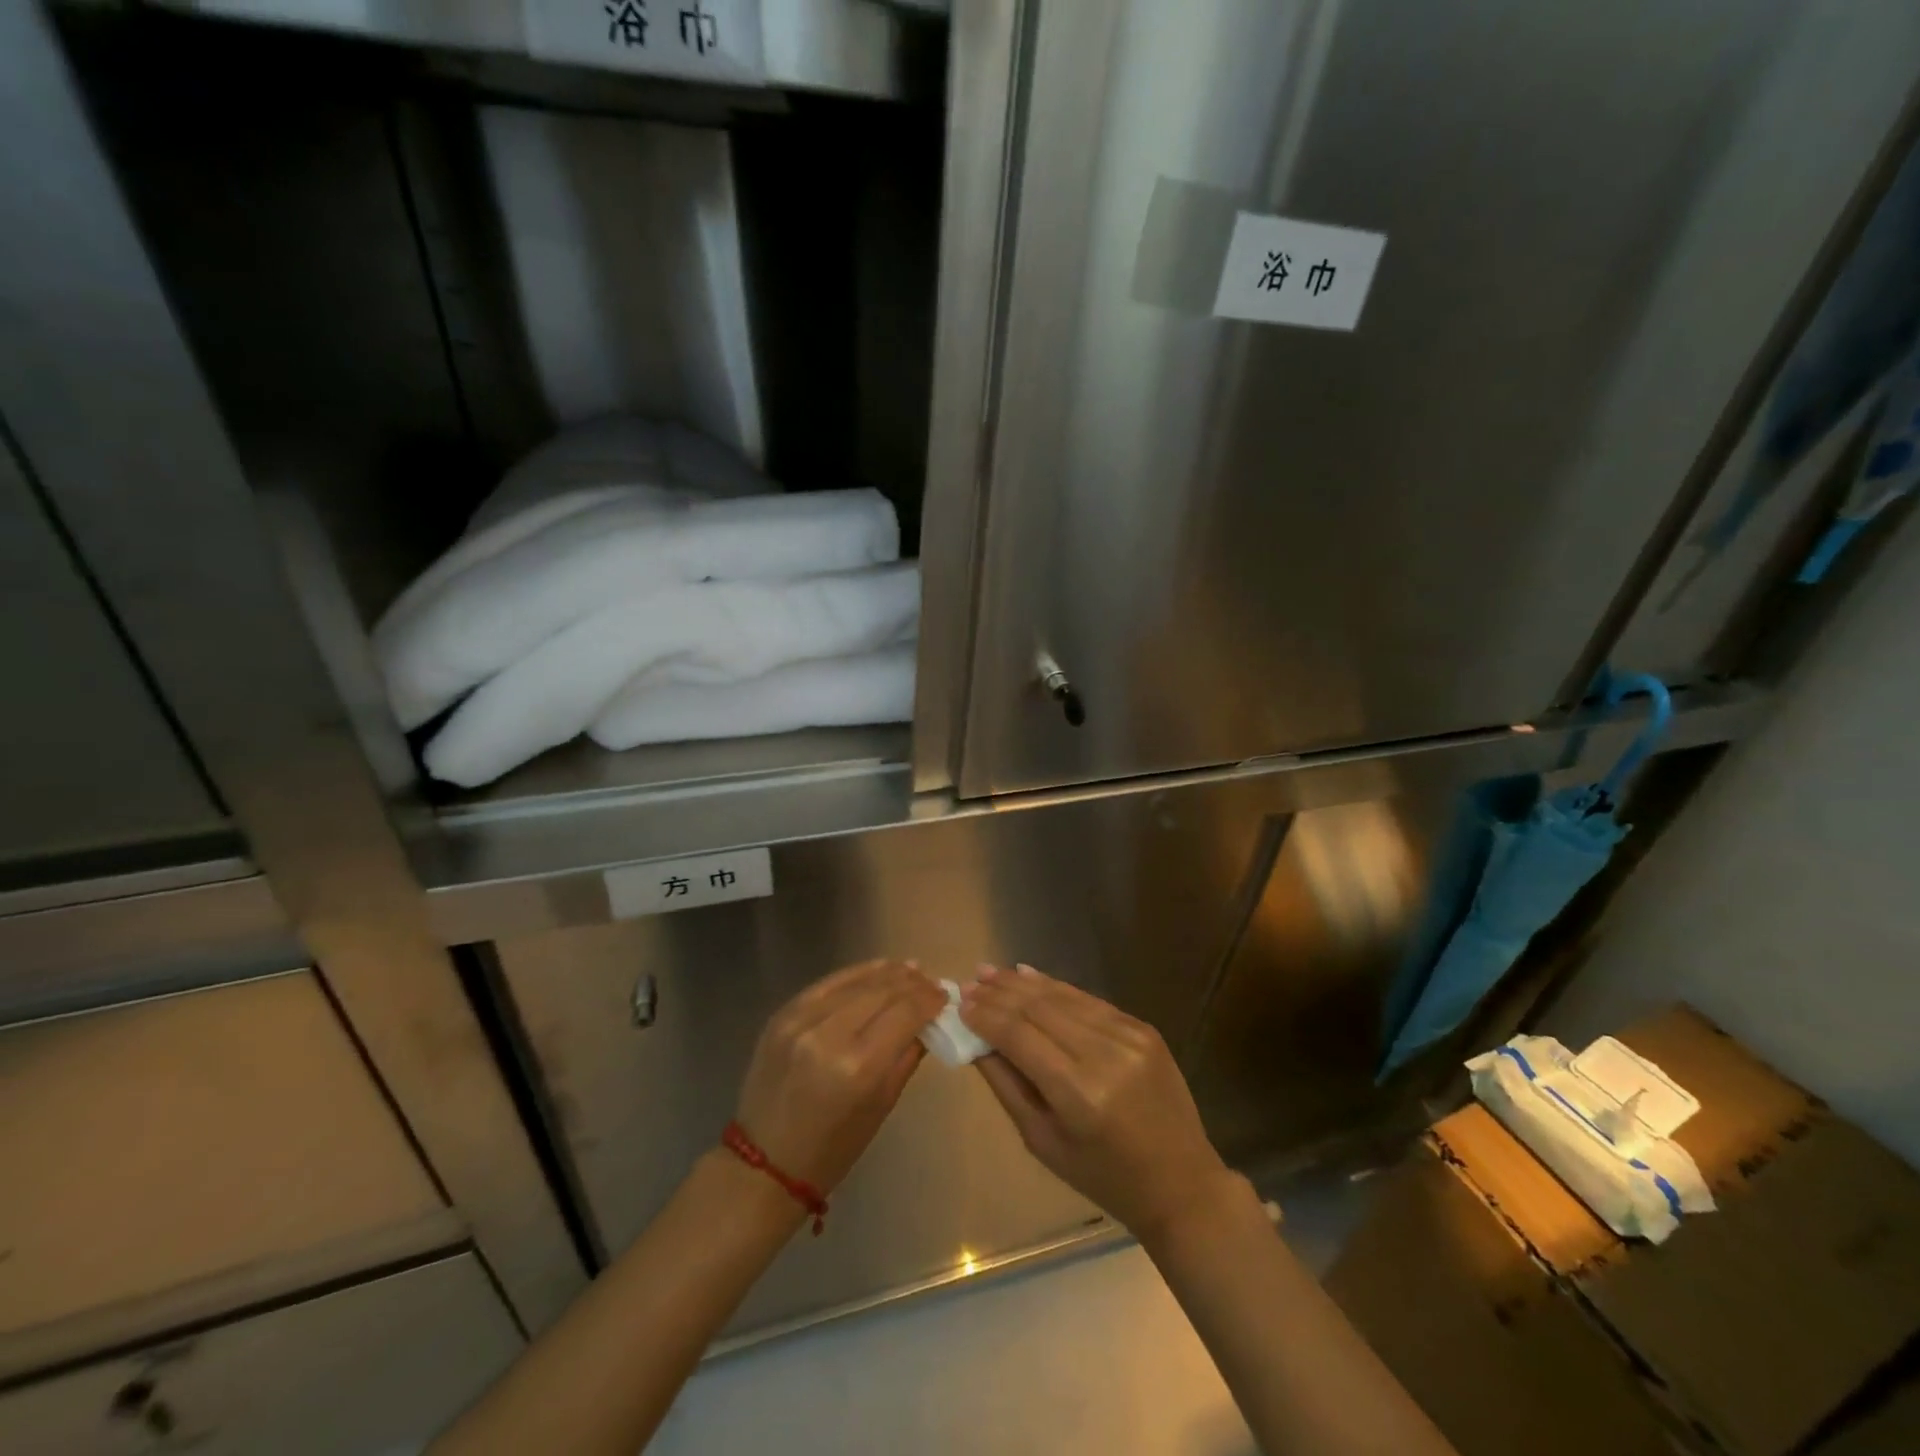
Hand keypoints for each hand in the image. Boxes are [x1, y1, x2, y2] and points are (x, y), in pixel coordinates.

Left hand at [735, 959, 946, 1192]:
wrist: (763, 1162)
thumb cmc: (832, 1148)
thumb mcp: (881, 1106)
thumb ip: (907, 1056)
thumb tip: (928, 1021)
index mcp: (858, 1067)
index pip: (904, 1013)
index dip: (929, 999)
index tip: (945, 995)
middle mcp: (829, 1035)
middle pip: (882, 991)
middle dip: (912, 983)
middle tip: (931, 982)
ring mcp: (801, 1020)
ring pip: (855, 981)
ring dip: (887, 973)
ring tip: (910, 969)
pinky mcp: (782, 1014)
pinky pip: (827, 984)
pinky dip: (855, 974)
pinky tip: (876, 970)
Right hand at [960, 964, 1240, 1239]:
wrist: (1181, 1183)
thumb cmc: (1103, 1177)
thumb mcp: (1043, 1142)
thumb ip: (1006, 1085)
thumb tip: (975, 1040)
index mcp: (1079, 1094)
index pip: (1019, 1036)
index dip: (986, 1016)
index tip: (959, 1002)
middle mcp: (1105, 1055)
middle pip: (1039, 1009)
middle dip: (1000, 993)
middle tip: (971, 980)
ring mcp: (1129, 1037)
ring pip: (1063, 997)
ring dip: (1023, 983)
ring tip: (992, 972)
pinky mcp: (1143, 1028)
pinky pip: (1090, 1001)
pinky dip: (1057, 988)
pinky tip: (1030, 976)